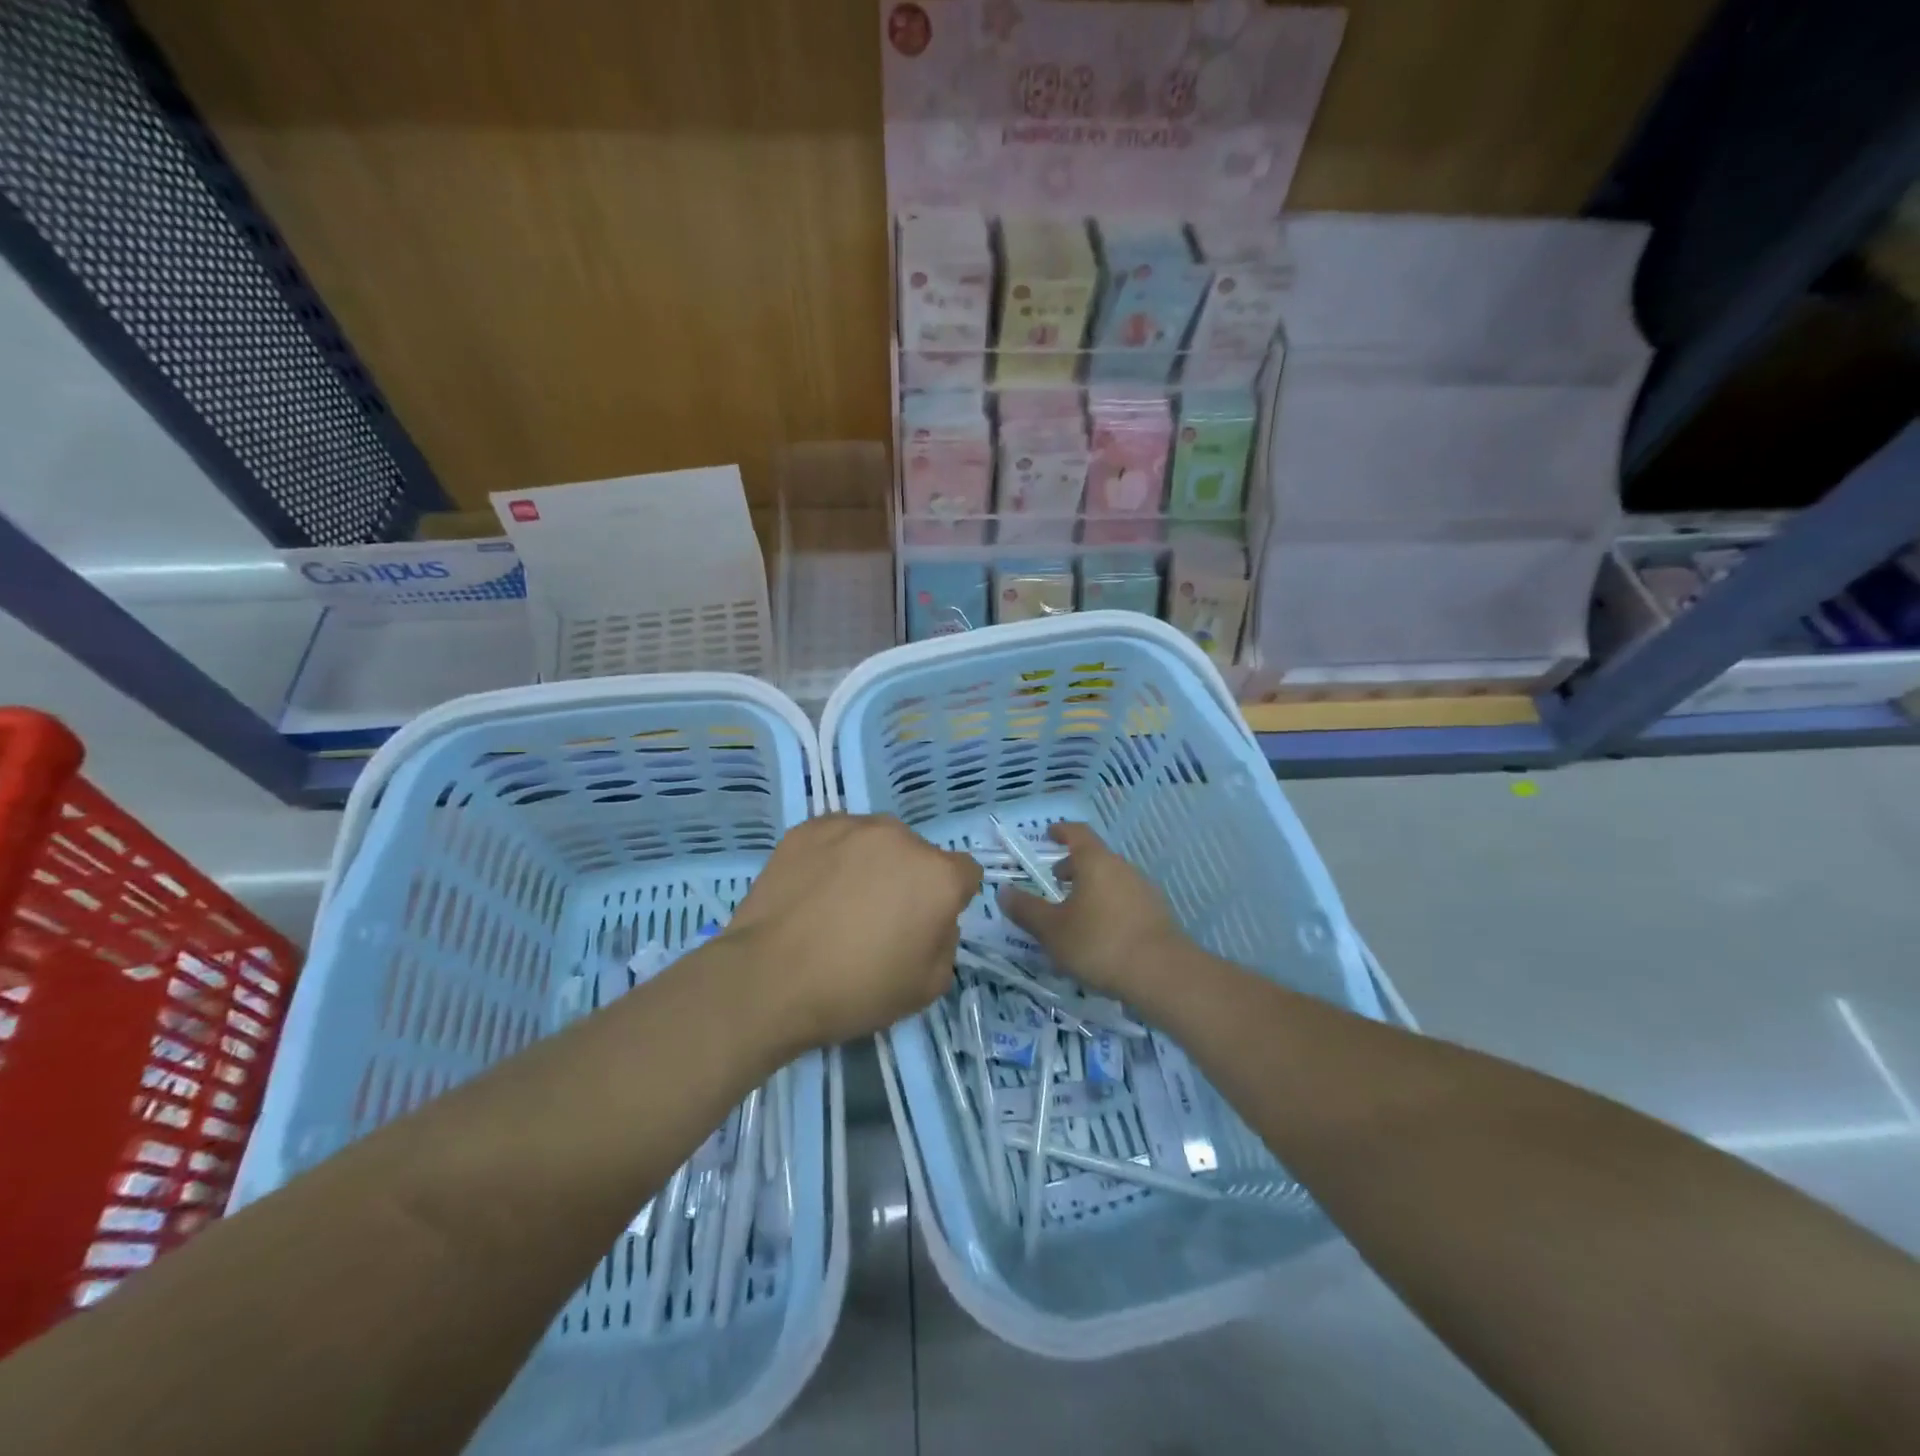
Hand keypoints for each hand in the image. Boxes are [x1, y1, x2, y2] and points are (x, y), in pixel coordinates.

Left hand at [720, 814, 980, 1049]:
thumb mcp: (928, 987)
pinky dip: (832, 857)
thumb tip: (933, 920)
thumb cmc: (856, 989)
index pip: (965, 873)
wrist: (769, 979)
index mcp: (937, 875)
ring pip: (876, 842)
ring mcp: (852, 826)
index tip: (924, 924)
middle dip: (908, 880)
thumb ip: (947, 943)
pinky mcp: (809, 827)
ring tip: (838, 902)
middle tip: (877, 918)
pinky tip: (812, 890)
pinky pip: (836, 838)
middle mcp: (901, 838)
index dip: (949, 900)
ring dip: (871, 864)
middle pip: (918, 855)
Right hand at [997, 822, 1186, 1000]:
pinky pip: (1125, 901)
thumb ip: (1026, 909)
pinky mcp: (1156, 915)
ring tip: (1074, 913)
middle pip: (1095, 858)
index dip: (1061, 831)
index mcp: (1095, 862)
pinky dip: (1107, 907)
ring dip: (1090, 889)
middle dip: (1074, 866)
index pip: (1077, 833)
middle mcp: (1122, 868)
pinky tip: (1099, 935)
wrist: (1162, 974)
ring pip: (1111, 880)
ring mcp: (1144, 890)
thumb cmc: (1099, 943)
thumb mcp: (1052, 930)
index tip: (1049, 834)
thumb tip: (1003, 891)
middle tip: (1055, 881)